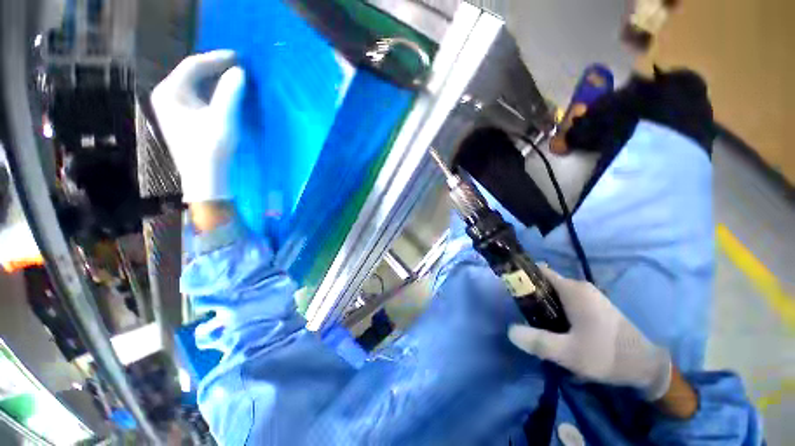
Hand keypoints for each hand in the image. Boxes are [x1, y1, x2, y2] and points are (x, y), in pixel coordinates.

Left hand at [151, 50, 245, 202]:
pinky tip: (225, 94)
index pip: (193, 65)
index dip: (217, 58)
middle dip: (216, 68)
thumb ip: (230, 93)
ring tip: (235, 78)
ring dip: (215, 80)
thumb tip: (240, 72)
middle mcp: (166, 95)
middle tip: (239, 67)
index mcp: (170, 92)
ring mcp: (171, 106)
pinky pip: (197, 96)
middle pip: (192, 73)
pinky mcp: (180, 116)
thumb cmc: (211, 148)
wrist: (204, 177)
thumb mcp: (223, 119)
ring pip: (195, 84)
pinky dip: (212, 92)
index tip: (238, 57)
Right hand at [508, 266, 671, 400]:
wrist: (647, 367)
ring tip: (539, 324)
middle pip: (546, 283)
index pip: (540, 271)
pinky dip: (557, 309)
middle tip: (525, 315)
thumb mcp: (569, 353)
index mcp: (573, 290)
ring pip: (557, 293)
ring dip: (545, 305)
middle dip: (533, 296)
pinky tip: (559, 329)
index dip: (523, 276)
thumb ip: (537, 341)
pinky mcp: (596, 306)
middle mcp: (581, 287)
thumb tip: (510, 331)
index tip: (512, 289)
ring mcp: (590, 296)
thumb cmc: (607, 354)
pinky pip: (567, 301)